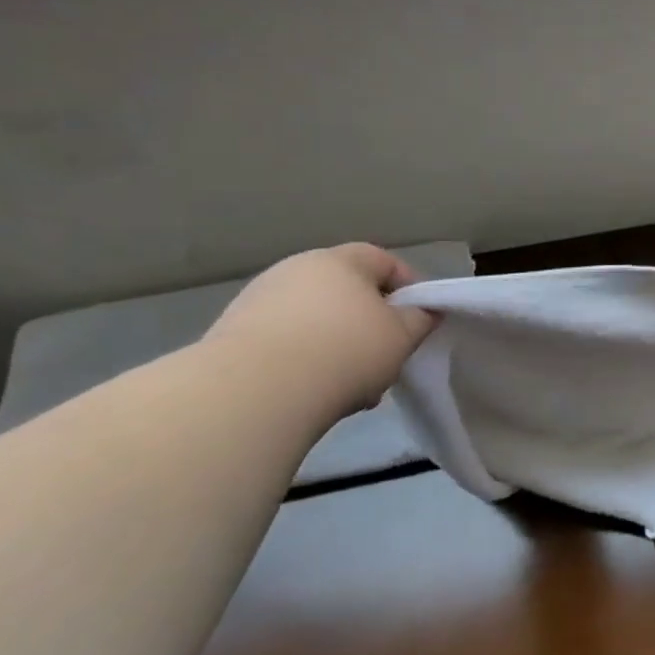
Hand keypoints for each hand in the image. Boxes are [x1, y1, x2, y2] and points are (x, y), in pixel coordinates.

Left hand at [204, 244, 437, 414]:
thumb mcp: (403, 336)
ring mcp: (258, 301)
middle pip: (347, 292)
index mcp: (339, 261)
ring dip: (339, 346)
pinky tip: (318, 393)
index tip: (421, 318)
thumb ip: (420, 319)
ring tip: (354, 385)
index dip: (409, 287)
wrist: (253, 392)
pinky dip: (307, 362)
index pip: (384, 261)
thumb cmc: (345, 351)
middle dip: (371, 324)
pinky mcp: (232, 336)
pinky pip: (286, 343)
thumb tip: (423, 312)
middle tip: (387, 355)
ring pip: (317, 321)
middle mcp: (295, 270)